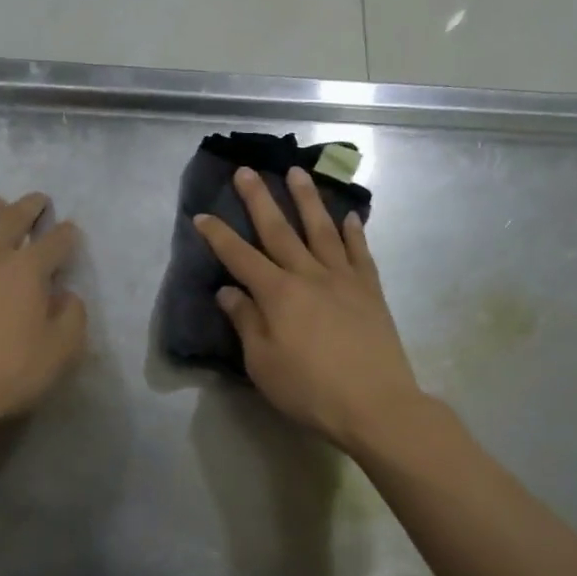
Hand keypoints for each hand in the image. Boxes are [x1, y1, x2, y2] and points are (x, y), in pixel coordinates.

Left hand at [0, 193, 87, 439]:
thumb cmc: (6, 373)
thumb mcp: (60, 352)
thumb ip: (72, 319)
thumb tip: (66, 297)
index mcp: (26, 270)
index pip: (54, 243)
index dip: (66, 235)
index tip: (71, 231)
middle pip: (11, 219)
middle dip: (28, 207)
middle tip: (37, 200)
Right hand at [193, 166, 423, 451]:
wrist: (375, 404)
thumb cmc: (310, 389)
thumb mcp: (263, 363)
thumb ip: (246, 322)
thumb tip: (228, 291)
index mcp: (278, 294)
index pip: (240, 257)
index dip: (218, 236)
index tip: (201, 215)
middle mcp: (309, 275)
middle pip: (279, 230)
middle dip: (259, 199)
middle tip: (246, 170)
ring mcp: (343, 279)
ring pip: (322, 229)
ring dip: (307, 199)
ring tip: (297, 172)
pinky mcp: (370, 290)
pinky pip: (360, 252)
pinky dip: (353, 232)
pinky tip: (349, 217)